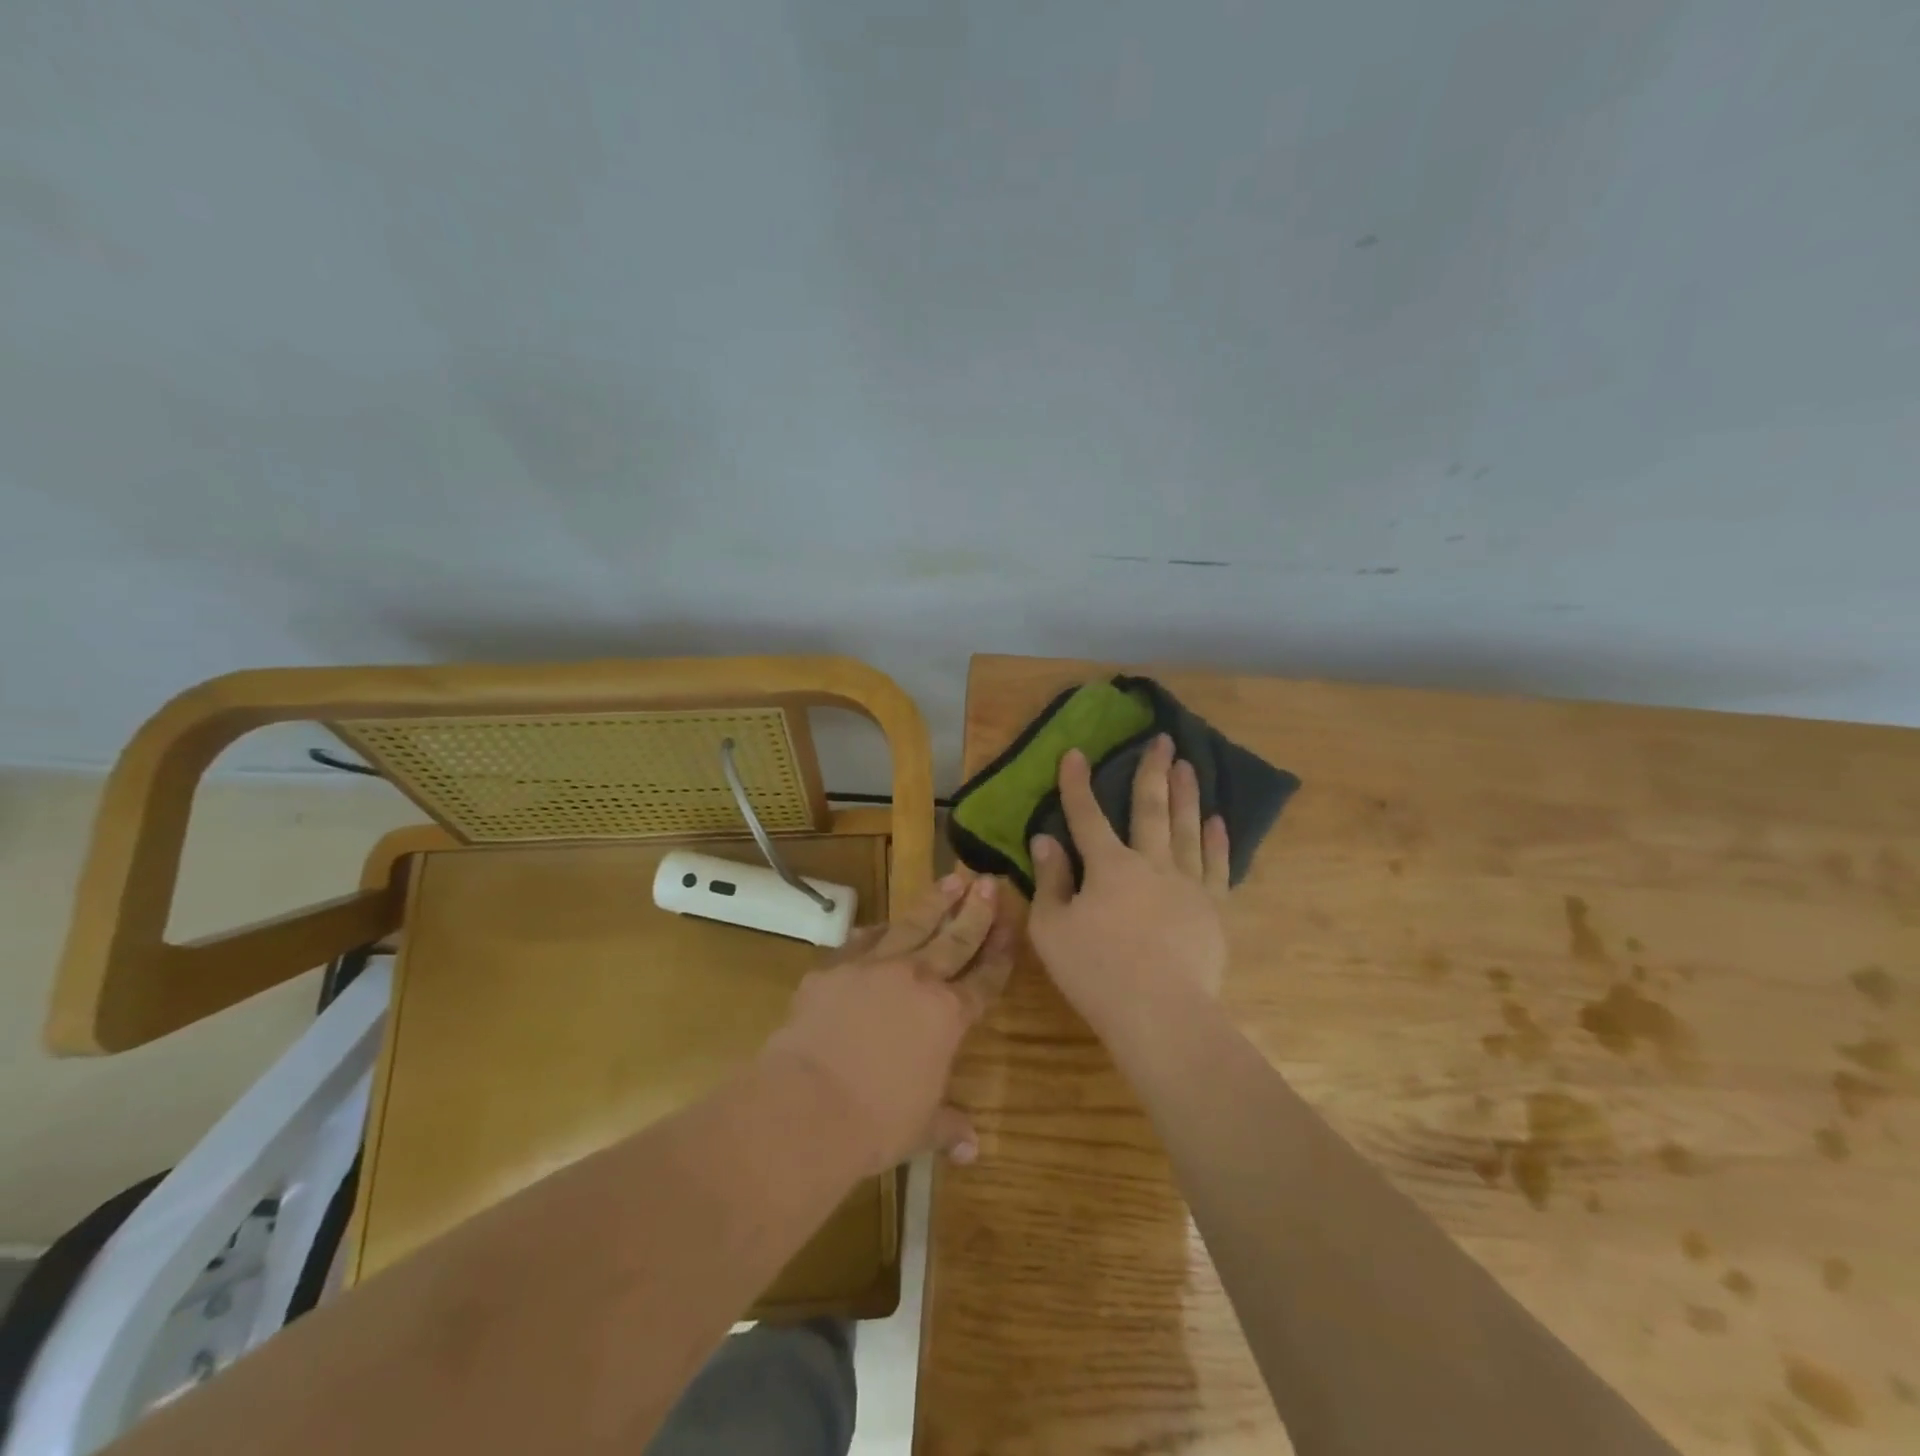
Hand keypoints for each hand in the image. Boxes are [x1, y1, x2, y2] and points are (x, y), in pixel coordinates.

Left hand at [762, 873, 1015, 1176]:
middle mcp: (916, 980)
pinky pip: (861, 941)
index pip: (984, 978)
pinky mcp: (833, 968)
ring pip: (912, 925)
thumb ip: (948, 1127)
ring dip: (935, 901)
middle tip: (989, 880)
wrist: (808, 1105)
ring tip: (952, 878)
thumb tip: (974, 1149)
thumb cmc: (876, 1122)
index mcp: (947, 1016)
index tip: (1012, 924)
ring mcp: (873, 967)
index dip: (1000, 951)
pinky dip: (876, 931)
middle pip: (955, 938)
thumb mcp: (920, 1129)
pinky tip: (881, 924)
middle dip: (976, 910)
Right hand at [1027, 735, 1230, 1054]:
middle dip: (1152, 772)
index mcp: (1109, 867)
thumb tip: (1046, 840)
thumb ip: (1051, 881)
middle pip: (1150, 809)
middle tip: (1163, 740)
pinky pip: (1218, 865)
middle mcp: (1151, 863)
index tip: (1075, 753)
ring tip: (1189, 766)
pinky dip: (1218, 840)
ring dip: (1186, 795)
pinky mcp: (1213, 908)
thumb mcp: (1052, 929)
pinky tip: (1218, 820)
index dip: (1077, 784)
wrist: (1160, 1013)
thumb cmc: (1095, 972)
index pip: (1087, 816)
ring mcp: (1187, 884)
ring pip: (1187, 828)